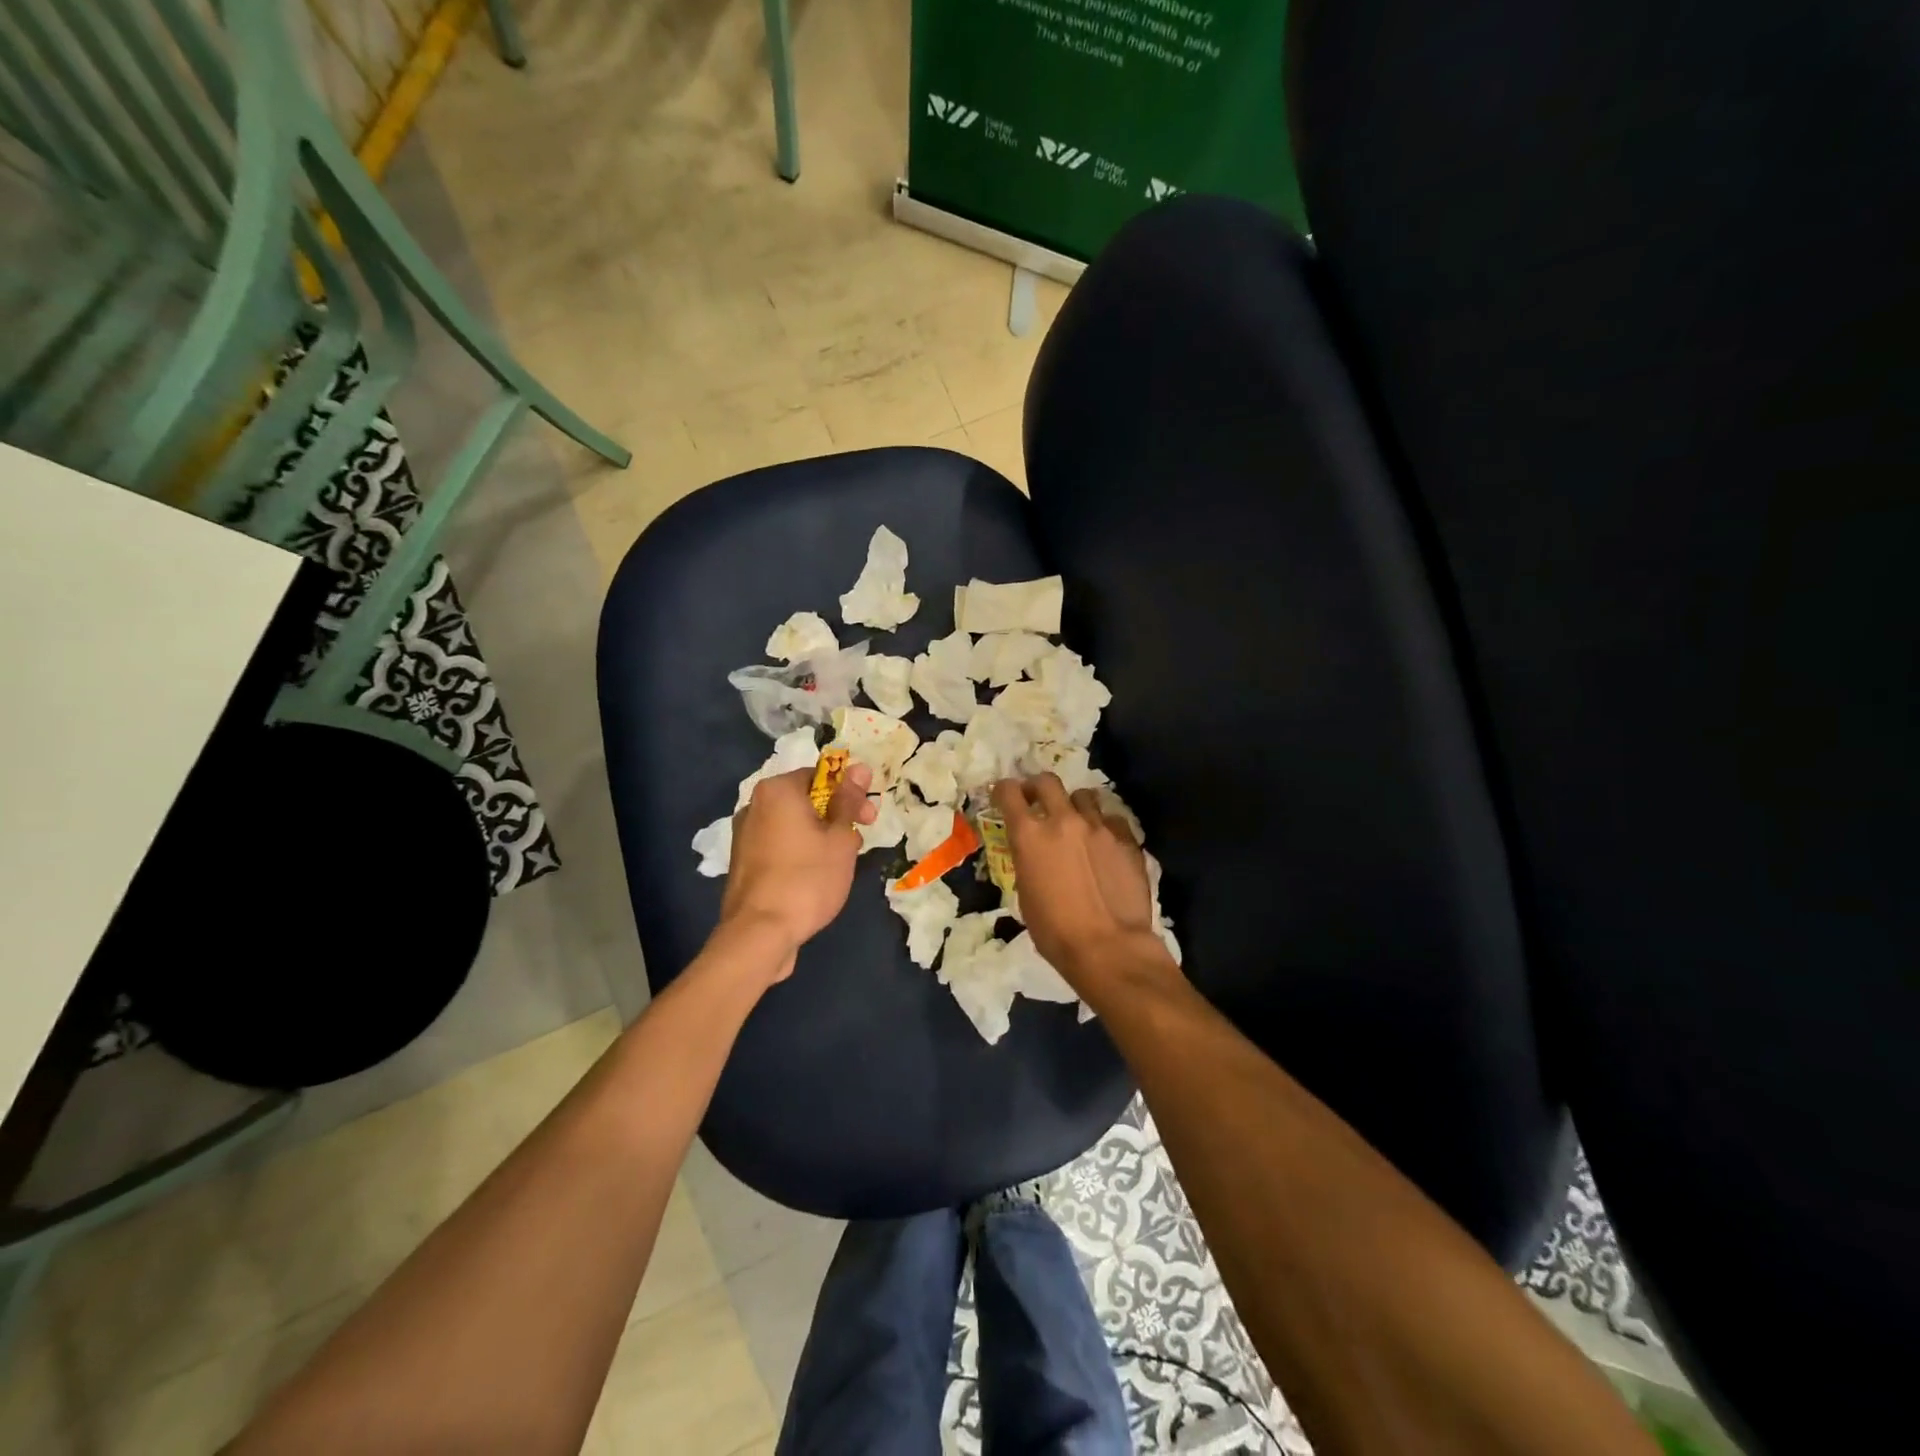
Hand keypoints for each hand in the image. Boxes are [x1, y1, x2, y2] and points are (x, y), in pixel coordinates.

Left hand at [719, 761, 876, 982]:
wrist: (760, 933)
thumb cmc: (807, 878)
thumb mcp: (839, 838)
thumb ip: (849, 801)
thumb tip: (859, 768)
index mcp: (777, 790)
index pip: (821, 776)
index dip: (850, 793)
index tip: (868, 818)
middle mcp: (754, 806)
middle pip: (805, 800)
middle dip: (836, 817)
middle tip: (858, 842)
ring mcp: (744, 836)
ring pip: (793, 825)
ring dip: (820, 836)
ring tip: (839, 865)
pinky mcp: (743, 863)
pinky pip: (779, 846)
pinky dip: (800, 853)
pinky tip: (815, 878)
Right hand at [992, 774, 1167, 983]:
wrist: (1109, 947)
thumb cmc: (1055, 931)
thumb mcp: (1025, 894)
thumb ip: (1028, 861)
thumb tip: (1033, 853)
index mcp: (1029, 835)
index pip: (1009, 792)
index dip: (1004, 791)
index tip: (1004, 796)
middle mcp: (1063, 820)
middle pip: (1047, 782)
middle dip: (1037, 787)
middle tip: (1037, 800)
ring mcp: (1098, 826)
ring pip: (1083, 795)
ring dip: (1074, 805)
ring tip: (1076, 822)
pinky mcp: (1126, 839)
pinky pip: (1111, 819)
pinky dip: (1103, 826)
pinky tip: (1104, 843)